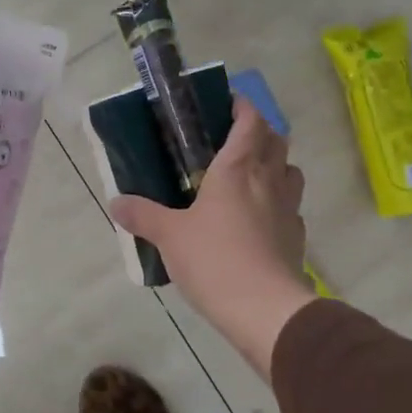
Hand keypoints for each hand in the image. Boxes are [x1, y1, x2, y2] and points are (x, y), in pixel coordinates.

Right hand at [110, 99, 316, 380]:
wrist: (265, 310)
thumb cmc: (215, 259)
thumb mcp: (169, 236)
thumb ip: (143, 215)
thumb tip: (115, 202)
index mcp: (238, 168)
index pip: (251, 121)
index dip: (243, 106)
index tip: (227, 102)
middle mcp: (269, 181)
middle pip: (277, 140)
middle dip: (259, 132)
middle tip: (232, 140)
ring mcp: (288, 209)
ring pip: (291, 172)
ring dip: (275, 165)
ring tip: (250, 176)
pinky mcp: (296, 238)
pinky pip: (291, 208)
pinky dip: (278, 203)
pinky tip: (259, 219)